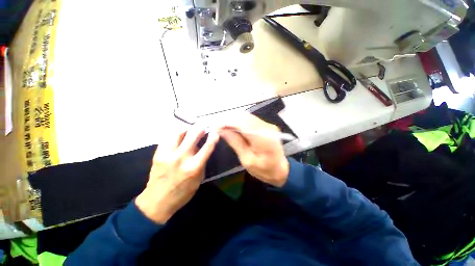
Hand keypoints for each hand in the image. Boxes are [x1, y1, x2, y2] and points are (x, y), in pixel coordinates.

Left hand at [135, 129, 218, 223]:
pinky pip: (168, 138)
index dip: (213, 137)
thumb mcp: (199, 179)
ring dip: (186, 130)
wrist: (157, 201)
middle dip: (200, 129)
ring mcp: (167, 155)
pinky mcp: (158, 154)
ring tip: (190, 131)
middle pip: (192, 135)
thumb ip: (202, 162)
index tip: (215, 132)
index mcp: (194, 167)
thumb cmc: (183, 192)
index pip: (207, 147)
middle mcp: (181, 158)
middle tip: (203, 128)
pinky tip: (179, 136)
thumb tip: (203, 147)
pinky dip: (175, 135)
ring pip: (178, 133)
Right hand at [219, 114, 288, 186]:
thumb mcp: (247, 160)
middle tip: (218, 128)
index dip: (228, 122)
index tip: (216, 126)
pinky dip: (240, 122)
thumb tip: (221, 130)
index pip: (243, 123)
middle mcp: (267, 128)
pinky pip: (250, 119)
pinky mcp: (266, 125)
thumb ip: (235, 142)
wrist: (280, 169)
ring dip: (234, 120)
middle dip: (229, 120)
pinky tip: (233, 127)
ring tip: (224, 128)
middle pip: (245, 117)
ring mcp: (268, 125)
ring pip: (247, 116)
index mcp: (264, 139)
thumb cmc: (264, 170)